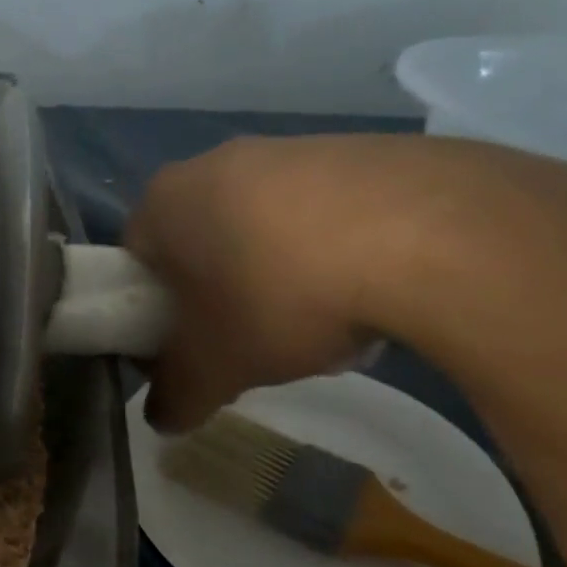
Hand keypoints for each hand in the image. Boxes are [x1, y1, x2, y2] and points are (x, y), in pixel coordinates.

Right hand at [124, 134, 566, 430]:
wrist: (431, 237)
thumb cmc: (279, 297)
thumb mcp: (213, 369)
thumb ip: (175, 397)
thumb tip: (162, 418)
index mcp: (165, 201)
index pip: (135, 261)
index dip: (152, 313)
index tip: (185, 349)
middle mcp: (215, 161)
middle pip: (199, 243)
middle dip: (216, 294)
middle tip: (246, 339)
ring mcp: (291, 147)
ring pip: (260, 227)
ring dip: (274, 275)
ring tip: (316, 322)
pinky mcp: (360, 149)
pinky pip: (322, 212)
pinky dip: (330, 252)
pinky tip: (365, 291)